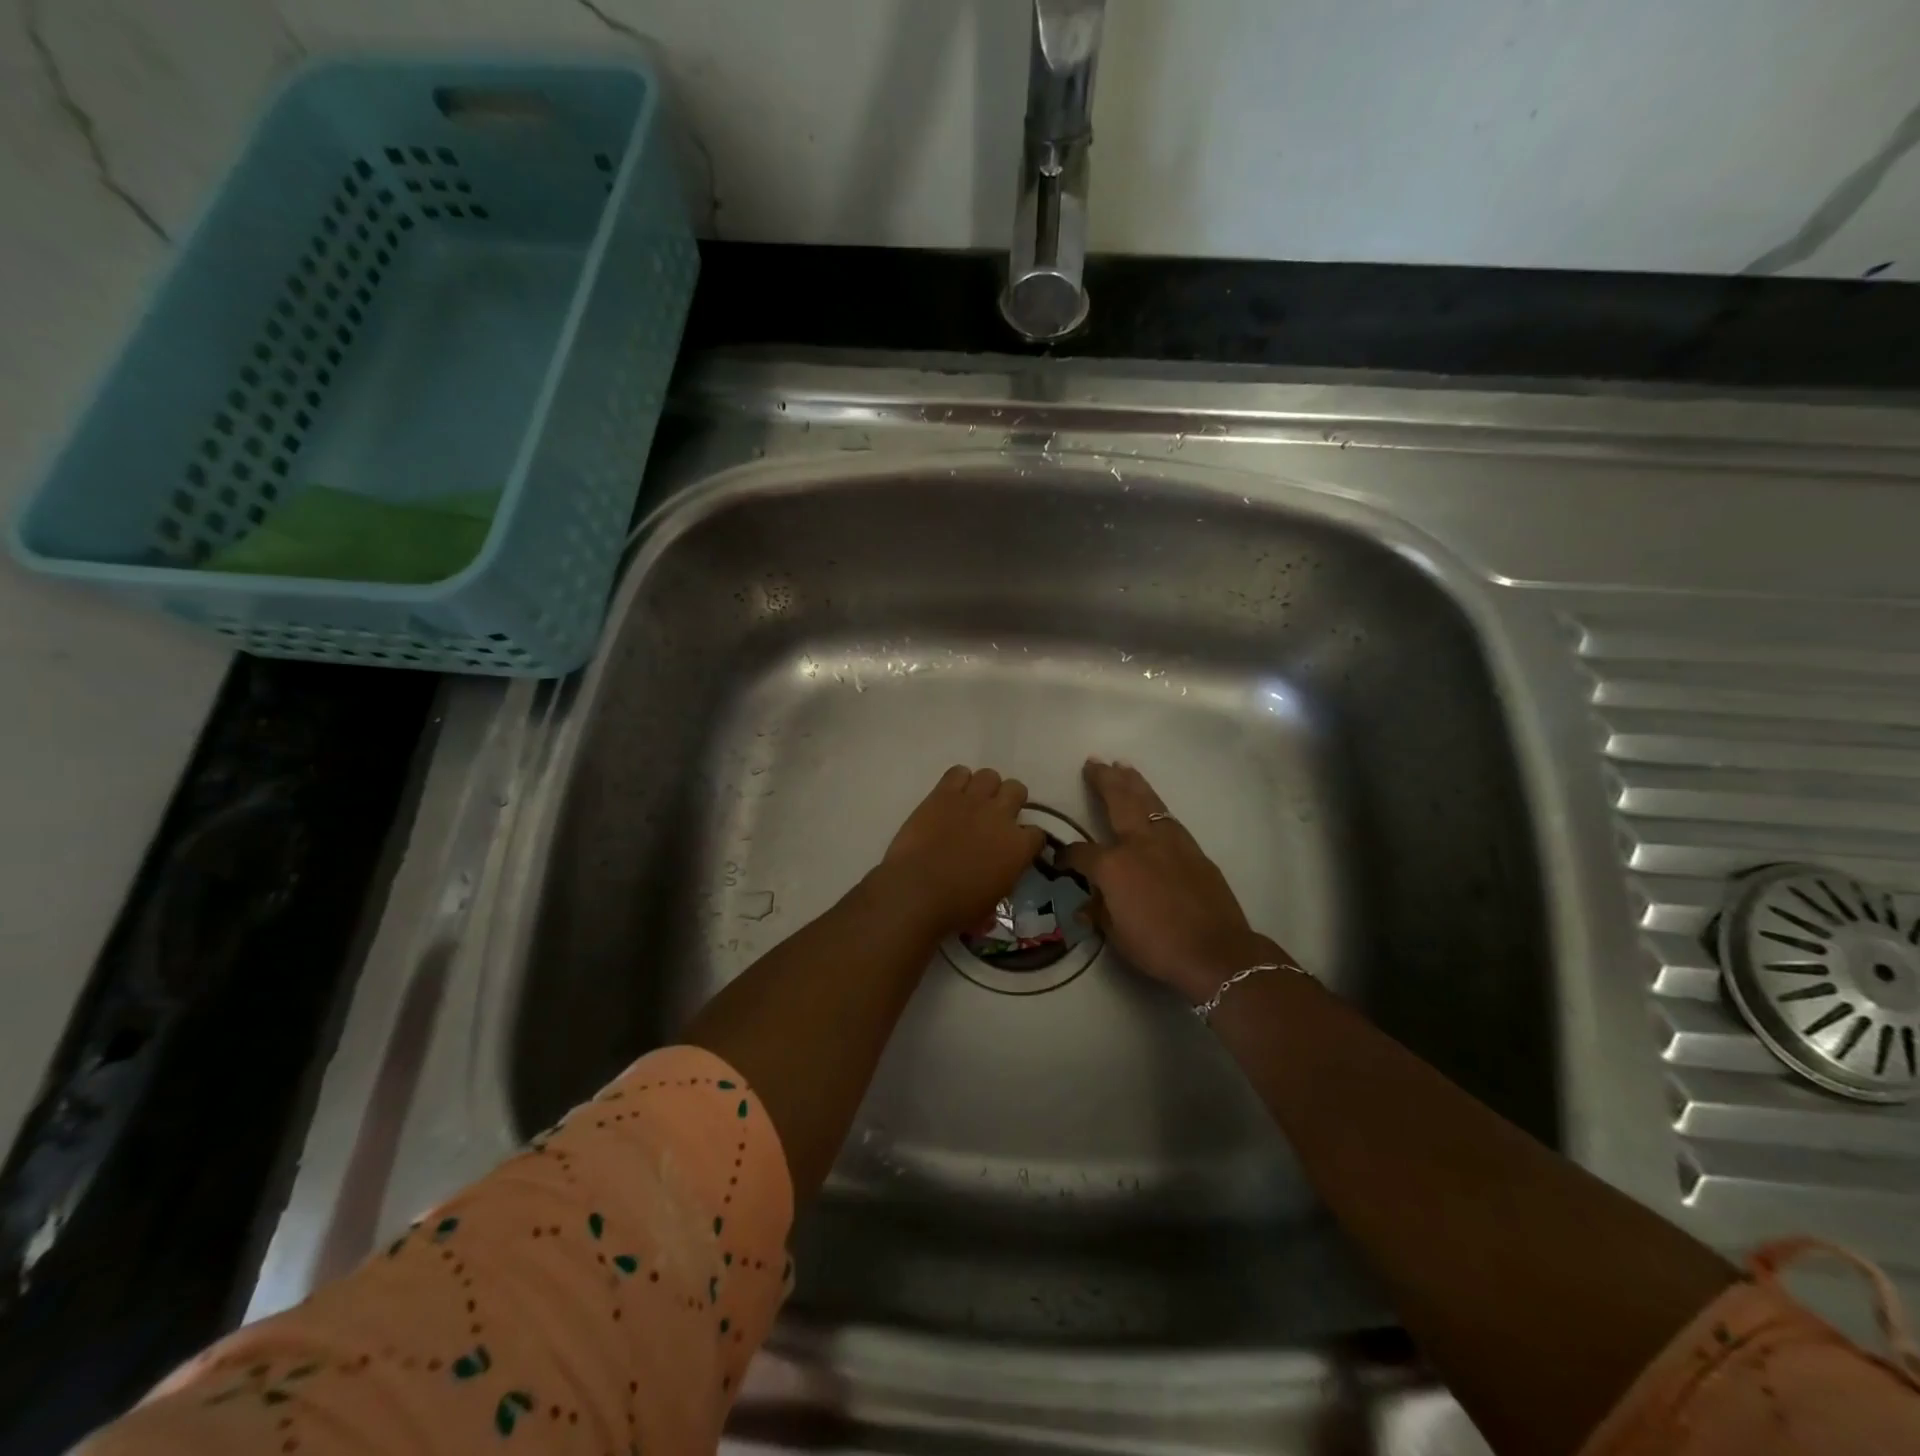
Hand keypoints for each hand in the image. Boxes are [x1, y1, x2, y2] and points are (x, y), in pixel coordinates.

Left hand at [878, 766, 1046, 937]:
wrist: (918, 890)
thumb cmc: (957, 907)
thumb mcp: (992, 902)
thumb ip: (1002, 880)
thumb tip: (998, 878)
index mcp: (1018, 846)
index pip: (1038, 833)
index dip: (1027, 839)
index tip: (1017, 846)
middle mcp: (1001, 816)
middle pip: (1017, 790)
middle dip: (1010, 801)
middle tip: (995, 817)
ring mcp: (972, 801)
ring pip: (990, 775)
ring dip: (985, 788)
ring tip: (972, 803)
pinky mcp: (944, 794)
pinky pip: (958, 772)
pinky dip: (957, 781)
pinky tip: (950, 796)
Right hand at [1059, 759, 1293, 1003]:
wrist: (1216, 951)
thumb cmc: (1159, 946)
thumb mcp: (1116, 935)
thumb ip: (1100, 912)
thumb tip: (1089, 904)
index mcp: (1113, 865)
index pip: (1080, 852)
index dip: (1066, 856)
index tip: (1060, 859)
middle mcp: (1139, 843)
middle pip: (1118, 801)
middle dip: (1104, 780)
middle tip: (1095, 762)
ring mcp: (1170, 842)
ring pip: (1147, 801)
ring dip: (1133, 783)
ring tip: (1123, 766)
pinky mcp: (1193, 851)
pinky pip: (1168, 819)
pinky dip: (1155, 805)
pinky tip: (1152, 804)